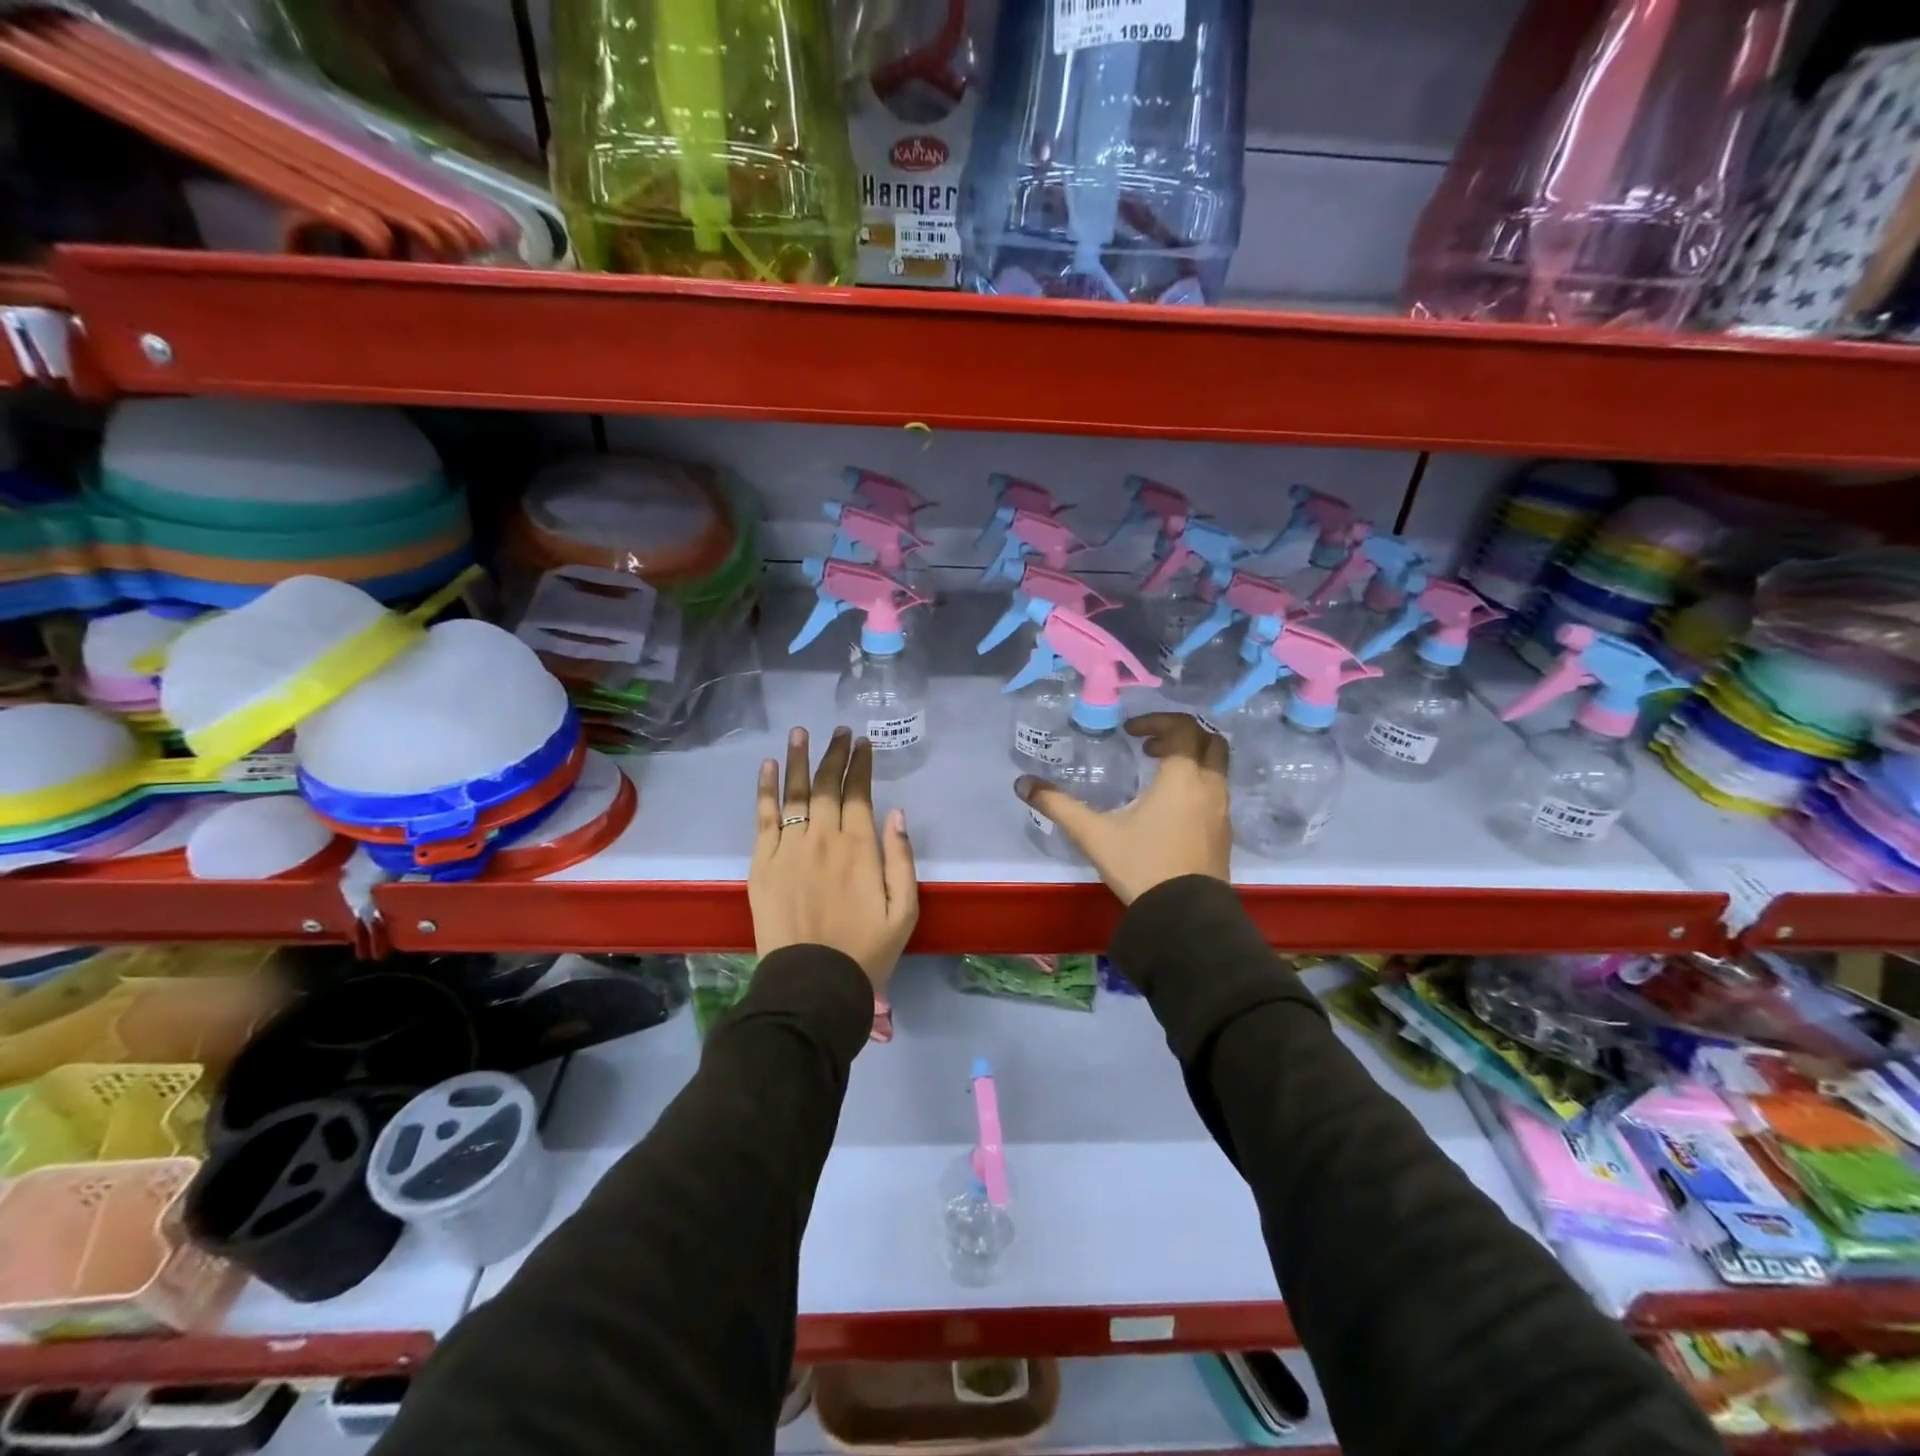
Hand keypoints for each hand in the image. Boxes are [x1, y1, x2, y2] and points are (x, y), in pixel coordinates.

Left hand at [751, 726, 918, 990]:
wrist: (812, 985)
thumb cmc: (866, 951)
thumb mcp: (904, 910)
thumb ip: (901, 859)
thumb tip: (896, 814)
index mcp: (860, 848)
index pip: (859, 793)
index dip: (861, 765)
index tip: (863, 743)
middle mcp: (823, 839)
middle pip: (826, 785)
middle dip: (834, 754)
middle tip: (838, 731)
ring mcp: (789, 848)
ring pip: (795, 793)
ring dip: (798, 759)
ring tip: (800, 732)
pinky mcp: (762, 863)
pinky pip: (764, 817)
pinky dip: (766, 789)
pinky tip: (769, 766)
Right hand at [1016, 713, 1229, 903]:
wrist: (1185, 916)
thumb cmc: (1142, 866)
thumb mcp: (1094, 834)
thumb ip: (1059, 806)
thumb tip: (1023, 784)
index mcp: (1182, 777)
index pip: (1183, 728)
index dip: (1157, 721)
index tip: (1130, 732)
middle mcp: (1210, 786)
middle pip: (1209, 741)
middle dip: (1180, 735)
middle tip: (1149, 746)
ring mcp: (1222, 810)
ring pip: (1216, 767)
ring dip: (1190, 759)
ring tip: (1157, 775)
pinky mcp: (1225, 833)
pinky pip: (1217, 791)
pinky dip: (1197, 783)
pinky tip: (1170, 807)